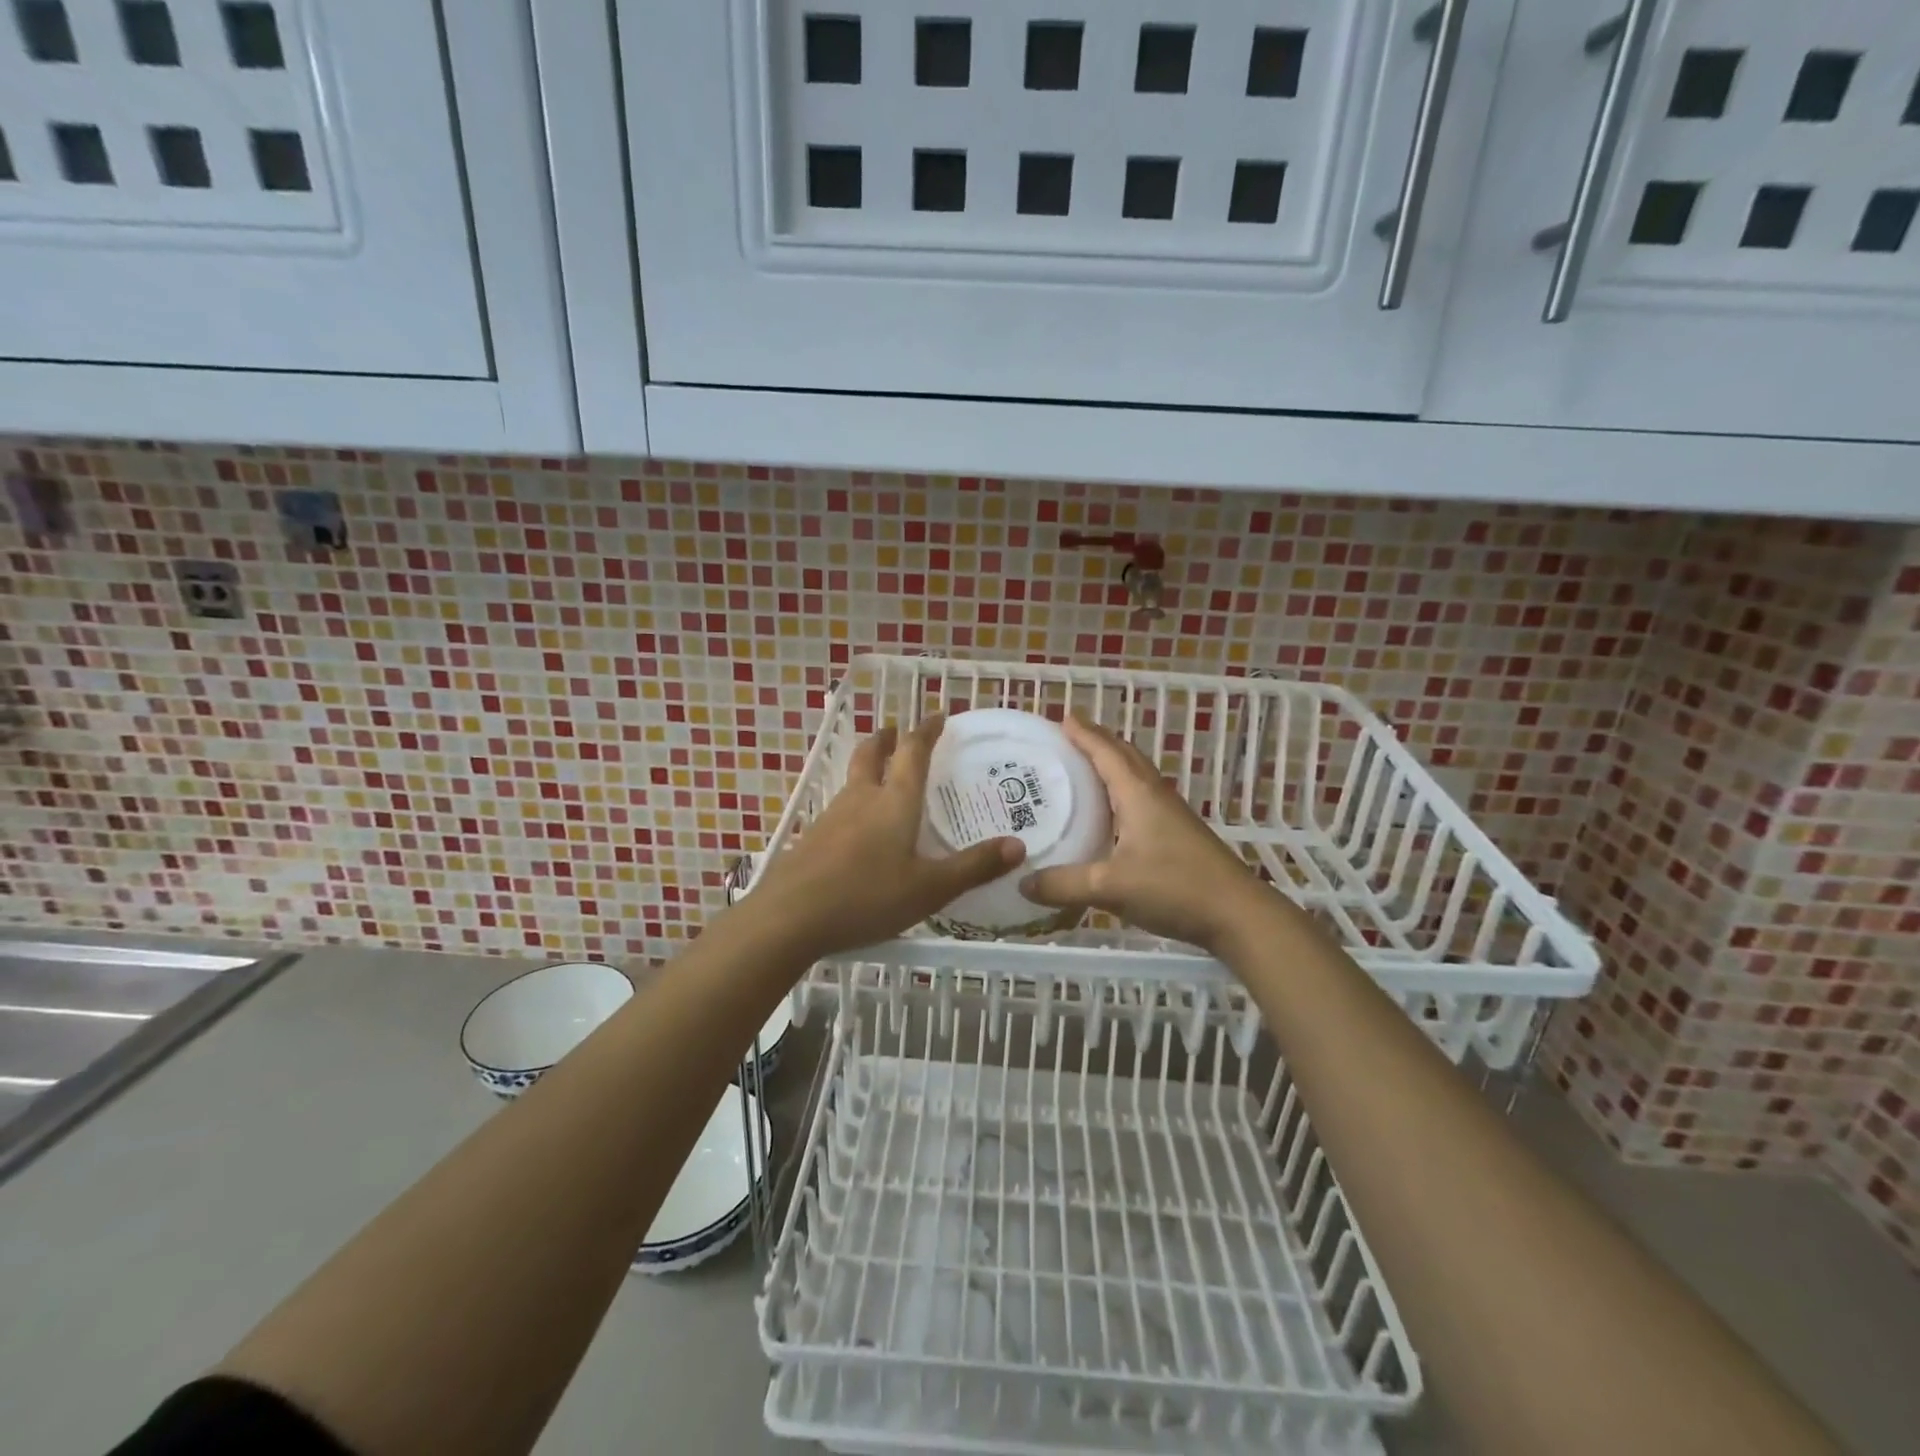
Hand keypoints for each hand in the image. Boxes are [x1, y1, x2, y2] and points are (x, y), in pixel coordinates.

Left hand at [743, 716, 1025, 958]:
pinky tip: (857, 827)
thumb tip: (1018, 847)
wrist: (789, 917)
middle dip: (887, 739)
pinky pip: (839, 808)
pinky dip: (854, 800)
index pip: (913, 752)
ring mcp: (831, 816)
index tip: (938, 716)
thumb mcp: (929, 889)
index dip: (927, 731)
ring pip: (852, 780)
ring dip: (868, 767)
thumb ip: (973, 867)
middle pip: (872, 755)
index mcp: (895, 802)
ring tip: (881, 775)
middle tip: (896, 731)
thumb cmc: (867, 897)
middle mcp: (861, 798)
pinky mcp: (812, 838)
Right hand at [1019, 715, 1274, 953]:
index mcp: (1138, 794)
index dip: (1084, 734)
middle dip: (1099, 742)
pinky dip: (1122, 791)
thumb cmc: (1174, 888)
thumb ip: (1064, 884)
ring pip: (1137, 777)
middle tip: (1069, 737)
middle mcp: (1155, 796)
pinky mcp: (1178, 835)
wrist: (1237, 915)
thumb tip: (1023, 882)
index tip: (1063, 718)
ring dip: (1113, 764)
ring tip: (1085, 767)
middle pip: (1125, 757)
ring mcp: (1171, 815)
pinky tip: (1112, 813)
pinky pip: (1143, 798)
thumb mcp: (1110, 887)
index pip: (1106, 753)